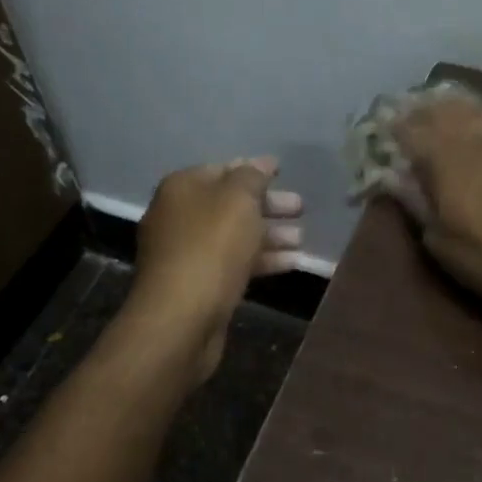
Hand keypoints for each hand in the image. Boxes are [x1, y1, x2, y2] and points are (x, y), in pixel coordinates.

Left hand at [130, 157, 304, 380]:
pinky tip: (292, 263)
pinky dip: (262, 259)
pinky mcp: (198, 285)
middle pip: (230, 204)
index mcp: (182, 188)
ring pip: (234, 236)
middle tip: (301, 207)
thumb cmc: (211, 247)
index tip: (284, 174)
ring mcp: (187, 253)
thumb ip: (253, 177)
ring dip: (270, 234)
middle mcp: (179, 216)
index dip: (254, 171)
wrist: (181, 318)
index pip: (223, 169)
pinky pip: (234, 263)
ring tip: (302, 238)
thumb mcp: (238, 200)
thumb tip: (261, 163)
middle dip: (268, 205)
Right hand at [383, 95, 481, 307]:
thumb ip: (419, 209)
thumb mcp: (443, 246)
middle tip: (406, 113)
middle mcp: (474, 139)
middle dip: (421, 109)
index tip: (381, 127)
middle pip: (442, 111)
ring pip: (475, 109)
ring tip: (440, 106)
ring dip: (454, 105)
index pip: (411, 130)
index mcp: (445, 160)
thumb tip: (399, 185)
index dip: (394, 127)